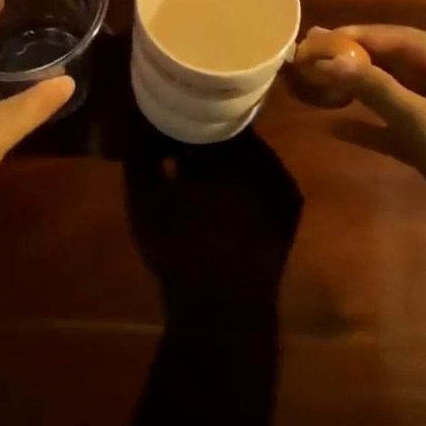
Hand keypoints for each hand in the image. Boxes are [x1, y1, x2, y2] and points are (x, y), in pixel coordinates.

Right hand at [124, 133, 301, 330]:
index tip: (167, 124)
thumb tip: (136, 122)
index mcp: (225, 149)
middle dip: (206, 136)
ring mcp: (281, 181)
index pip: (205, 114)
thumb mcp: (145, 199)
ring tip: (201, 171)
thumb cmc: (179, 249)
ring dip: (227, 156)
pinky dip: (246, 177)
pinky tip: (226, 193)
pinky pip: (265, 175)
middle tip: (182, 146)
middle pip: (230, 131)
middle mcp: (261, 157)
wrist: (224, 310)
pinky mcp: (290, 205)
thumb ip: (140, 153)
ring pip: (249, 153)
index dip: (184, 117)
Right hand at [307, 24, 425, 267]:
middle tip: (313, 56)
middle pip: (399, 65)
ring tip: (318, 83)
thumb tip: (330, 60)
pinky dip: (369, 127)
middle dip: (357, 61)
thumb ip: (376, 89)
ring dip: (359, 92)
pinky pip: (397, 128)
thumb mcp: (424, 123)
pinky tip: (334, 128)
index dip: (362, 36)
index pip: (407, 40)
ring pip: (395, 96)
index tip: (322, 36)